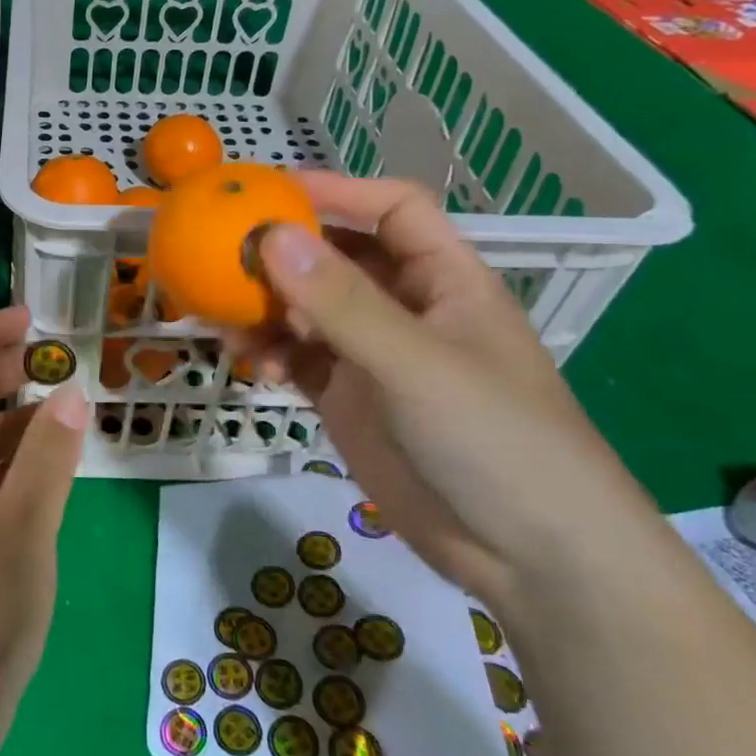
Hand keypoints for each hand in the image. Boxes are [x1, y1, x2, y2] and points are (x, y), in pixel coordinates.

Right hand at [237, 172, 657, 610]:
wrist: (533, 563)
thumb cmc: (496, 442)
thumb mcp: (416, 365)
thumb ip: (342, 302)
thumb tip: (271, 235)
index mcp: (445, 279)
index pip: (391, 209)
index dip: (336, 192)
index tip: (267, 192)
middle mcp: (405, 308)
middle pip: (337, 256)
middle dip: (283, 251)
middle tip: (221, 251)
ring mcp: (373, 356)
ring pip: (307, 309)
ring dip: (265, 305)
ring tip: (221, 312)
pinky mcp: (348, 399)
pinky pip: (296, 358)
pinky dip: (268, 352)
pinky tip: (247, 363)